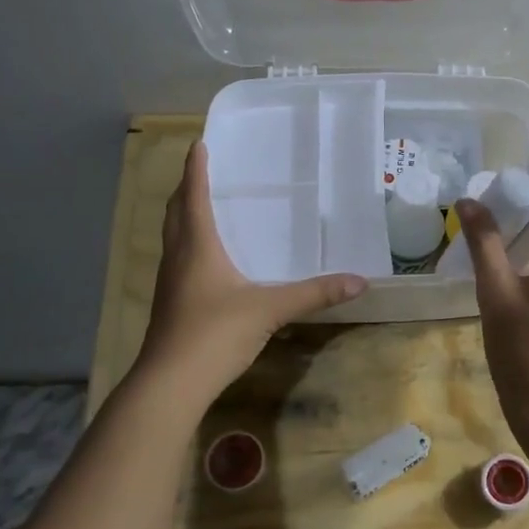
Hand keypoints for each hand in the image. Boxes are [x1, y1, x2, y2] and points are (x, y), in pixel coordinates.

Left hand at [137, 143, 367, 402]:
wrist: (171, 383)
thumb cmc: (215, 333)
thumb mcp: (270, 310)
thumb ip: (314, 294)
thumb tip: (359, 281)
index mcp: (197, 247)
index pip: (194, 197)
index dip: (196, 170)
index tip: (198, 144)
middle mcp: (178, 258)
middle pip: (176, 213)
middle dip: (186, 189)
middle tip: (201, 172)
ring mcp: (169, 283)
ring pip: (173, 238)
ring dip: (183, 217)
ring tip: (202, 207)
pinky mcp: (170, 305)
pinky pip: (178, 261)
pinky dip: (188, 246)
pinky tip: (206, 260)